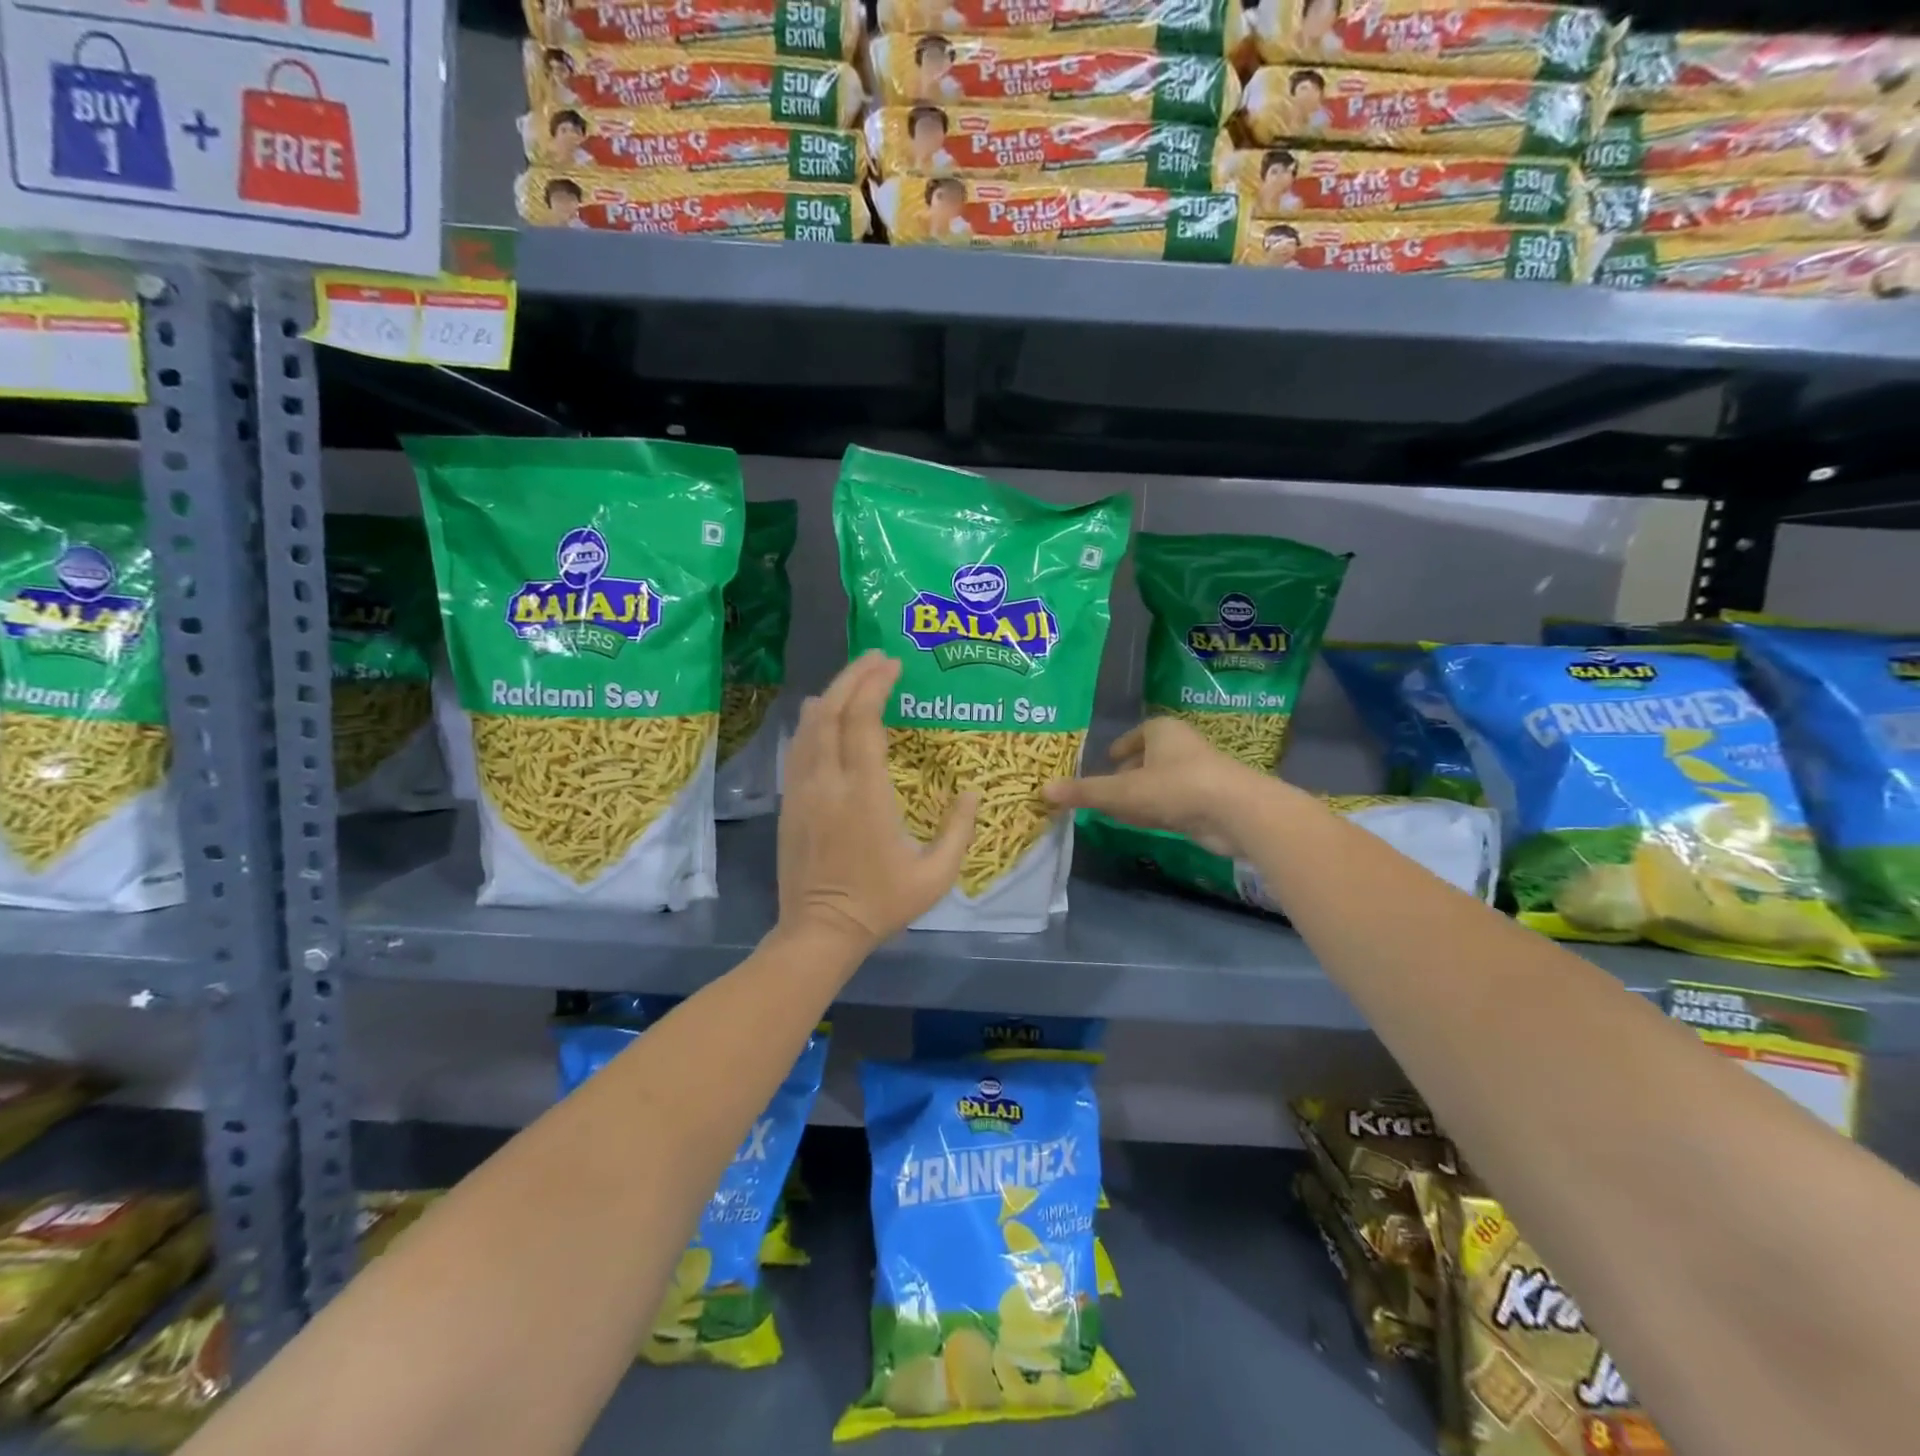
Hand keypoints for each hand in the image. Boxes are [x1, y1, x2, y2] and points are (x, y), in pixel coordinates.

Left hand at [775, 652, 978, 958]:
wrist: (820, 931)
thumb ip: (958, 831)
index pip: (863, 723)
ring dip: (832, 694)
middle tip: (876, 658)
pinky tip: (825, 714)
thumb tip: (973, 792)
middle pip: (833, 712)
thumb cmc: (880, 905)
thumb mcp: (935, 876)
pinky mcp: (789, 802)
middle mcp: (827, 782)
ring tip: (855, 679)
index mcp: (864, 795)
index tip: (893, 665)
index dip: (876, 687)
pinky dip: (813, 722)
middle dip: (853, 677)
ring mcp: (802, 791)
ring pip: (809, 726)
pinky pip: (797, 748)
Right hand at [1041, 716, 1266, 856]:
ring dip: (1144, 793)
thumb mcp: (1122, 792)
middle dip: (1129, 773)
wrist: (1235, 812)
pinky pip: (1176, 801)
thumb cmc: (1175, 788)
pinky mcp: (1211, 800)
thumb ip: (1084, 792)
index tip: (1107, 760)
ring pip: (1163, 781)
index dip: (1120, 747)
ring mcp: (1200, 772)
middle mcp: (1182, 745)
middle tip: (1107, 788)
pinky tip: (1149, 823)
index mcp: (1162, 730)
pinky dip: (1160, 809)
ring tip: (1123, 809)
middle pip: (1149, 758)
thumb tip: (1042, 790)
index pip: (1136, 734)